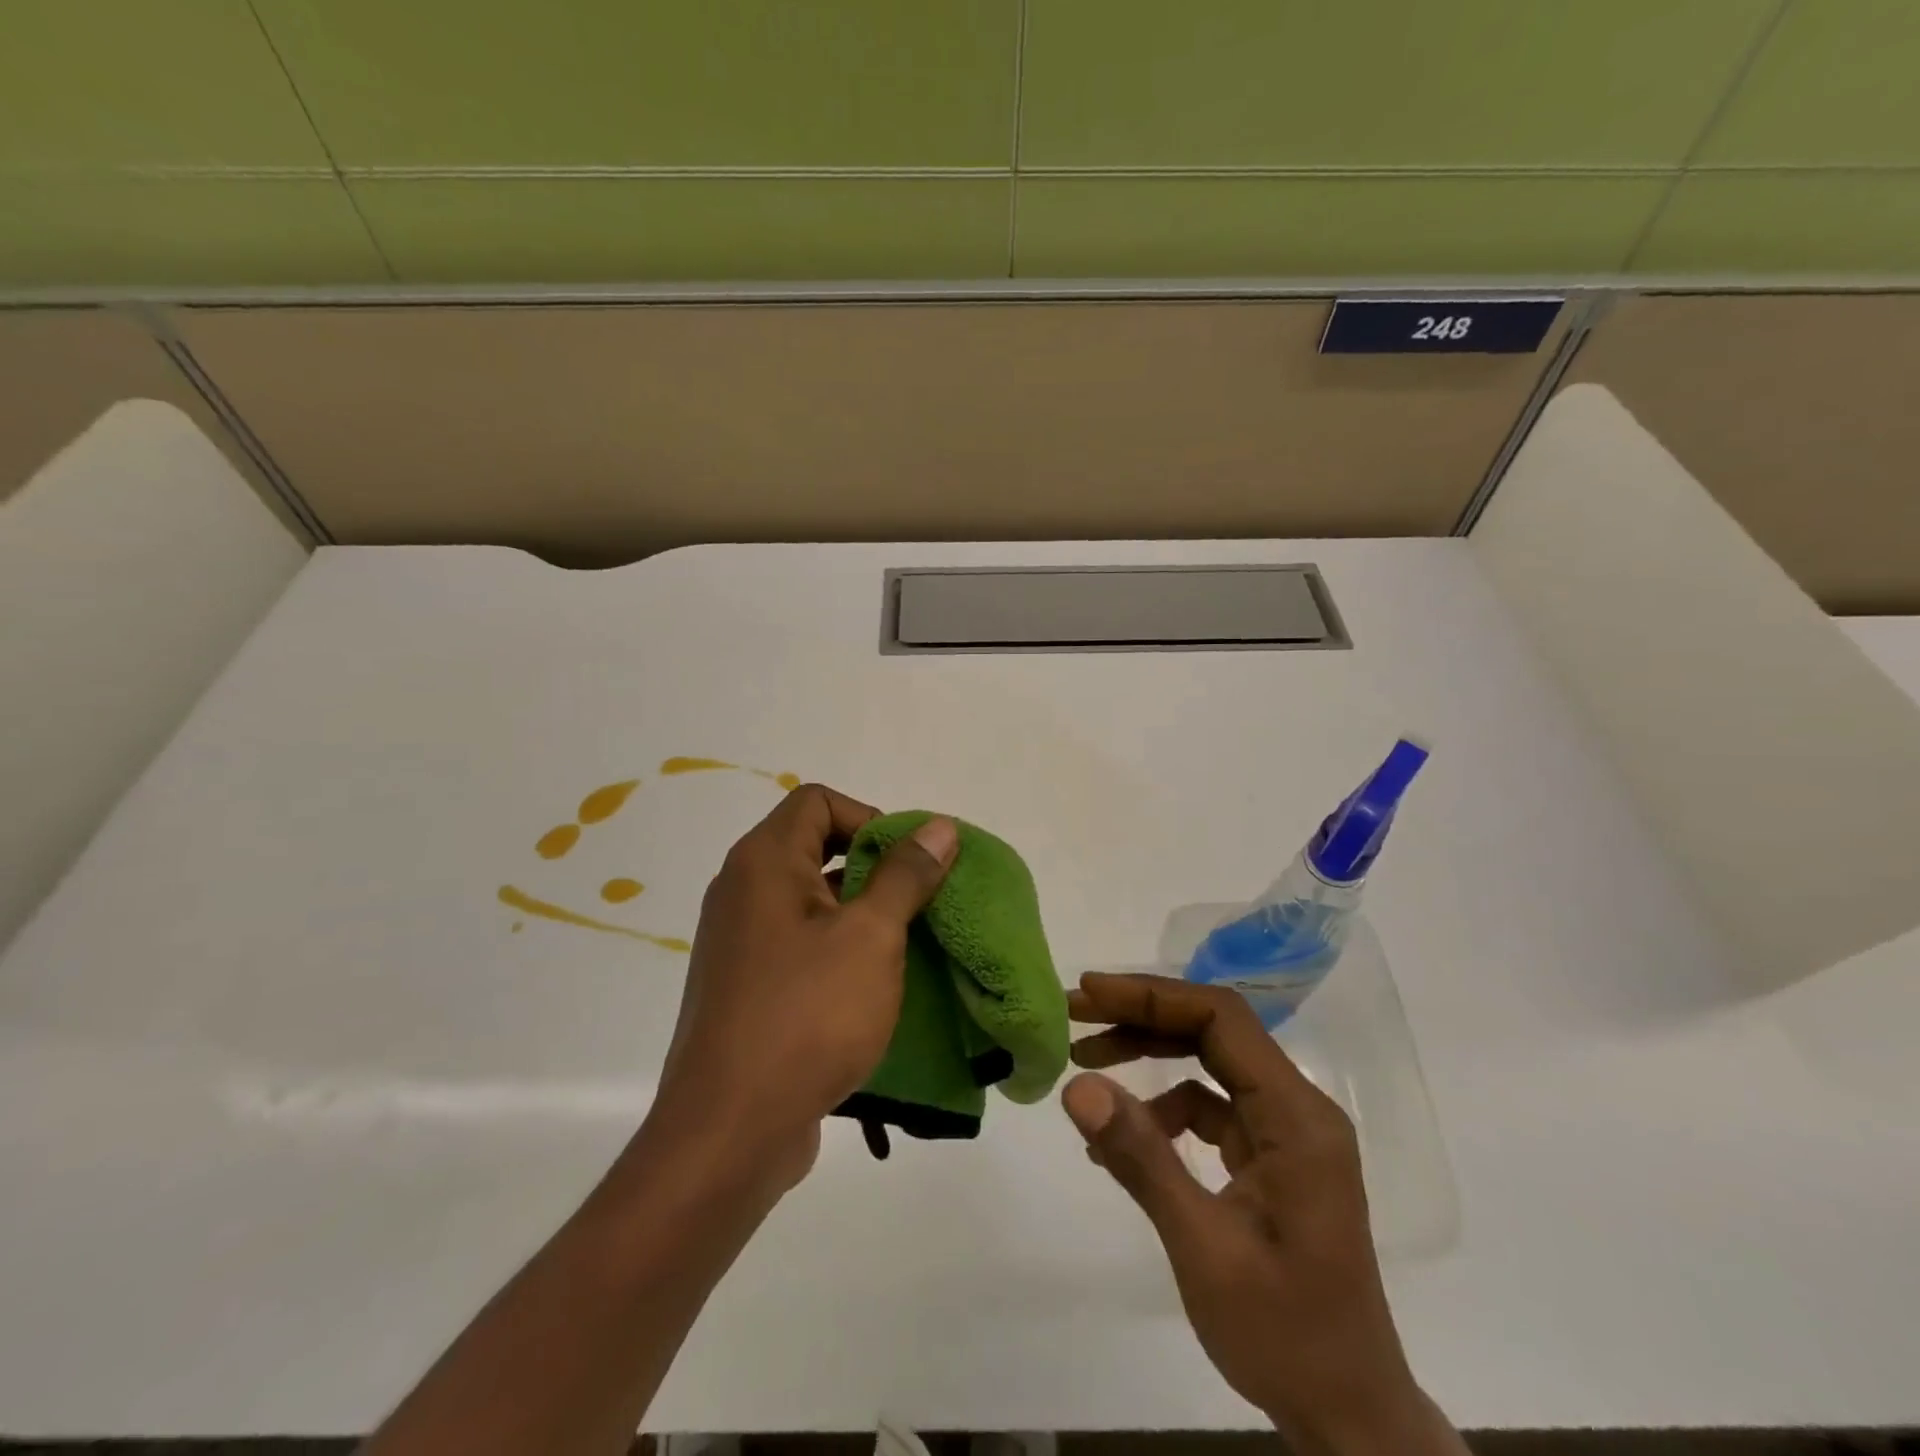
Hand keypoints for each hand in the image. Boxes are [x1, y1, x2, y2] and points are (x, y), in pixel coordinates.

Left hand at [651, 784, 956, 1190]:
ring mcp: (739, 941)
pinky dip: (836, 948)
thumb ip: (905, 875)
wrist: (730, 1131)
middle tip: (915, 902)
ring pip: (809, 899)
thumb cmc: (807, 1015)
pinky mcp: (745, 985)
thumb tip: (939, 826)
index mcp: (764, 862)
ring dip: (859, 911)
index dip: (868, 817)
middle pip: (813, 845)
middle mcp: (742, 890)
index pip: (817, 801)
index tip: (906, 862)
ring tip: (905, 944)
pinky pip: (798, 943)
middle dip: (871, 866)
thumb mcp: (870, 936)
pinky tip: (871, 985)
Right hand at [1063, 974, 1463, 1455]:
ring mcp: (1285, 1131)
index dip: (1151, 995)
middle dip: (1141, 1016)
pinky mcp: (1270, 1155)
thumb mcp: (1203, 1249)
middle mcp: (1296, 1108)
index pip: (1220, 1019)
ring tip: (1085, 1061)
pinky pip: (1210, 1105)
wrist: (1350, 1419)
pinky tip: (1121, 1136)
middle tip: (1075, 1015)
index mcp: (1296, 1116)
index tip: (1089, 993)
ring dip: (1148, 1054)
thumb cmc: (1286, 1336)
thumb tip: (1077, 1086)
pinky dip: (1162, 1108)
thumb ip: (1142, 1159)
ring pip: (1208, 1062)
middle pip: (1212, 1030)